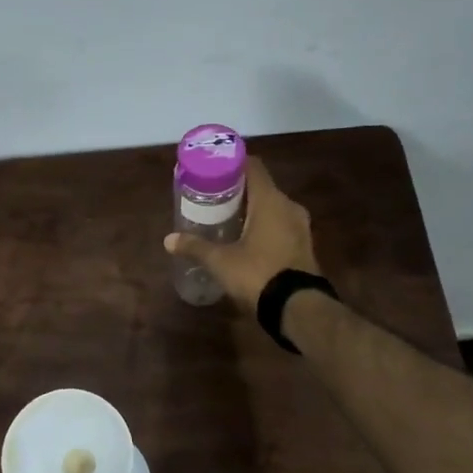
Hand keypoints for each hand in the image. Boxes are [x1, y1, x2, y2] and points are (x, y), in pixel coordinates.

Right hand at [163, 157, 321, 314]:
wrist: (298, 308)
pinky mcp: (303, 246)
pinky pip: (280, 225)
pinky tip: (245, 239)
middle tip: (212, 197)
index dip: (233, 163)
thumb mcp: (220, 261)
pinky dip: (263, 226)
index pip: (253, 167)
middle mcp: (289, 207)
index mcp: (270, 201)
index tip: (213, 168)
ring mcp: (300, 227)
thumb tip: (168, 240)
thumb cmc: (258, 274)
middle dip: (237, 190)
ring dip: (251, 210)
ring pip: (272, 208)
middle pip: (261, 187)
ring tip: (226, 218)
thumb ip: (195, 247)